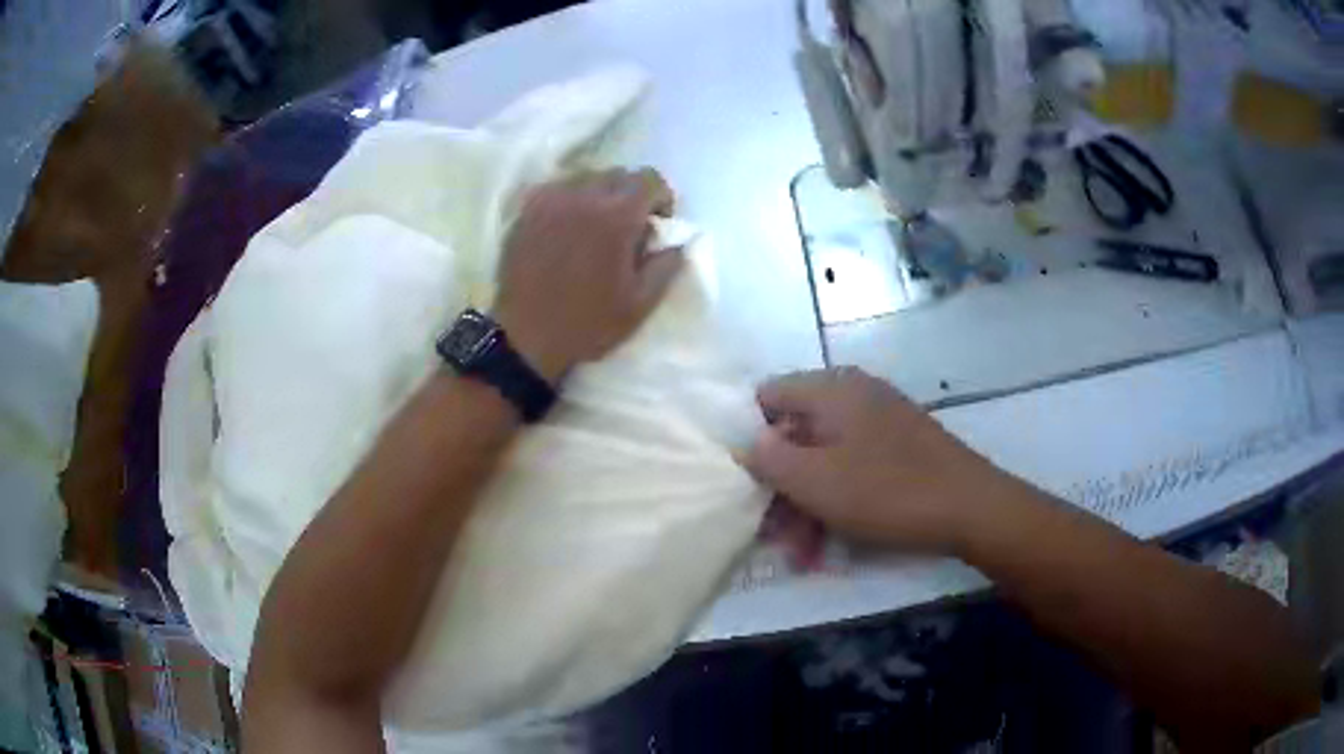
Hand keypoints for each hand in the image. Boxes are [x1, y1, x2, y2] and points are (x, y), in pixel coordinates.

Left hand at [493, 168, 684, 382]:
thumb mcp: (641, 304)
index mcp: (616, 217)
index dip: (661, 198)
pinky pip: (557, 189)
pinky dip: (570, 200)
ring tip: (595, 227)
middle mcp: (583, 196)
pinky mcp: (526, 211)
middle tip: (627, 229)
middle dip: (631, 195)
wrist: (525, 337)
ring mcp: (550, 200)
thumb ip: (667, 265)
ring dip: (600, 195)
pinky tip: (567, 228)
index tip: (657, 223)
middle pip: (618, 175)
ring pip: (586, 178)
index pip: (650, 179)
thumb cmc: (587, 323)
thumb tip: (679, 240)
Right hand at [744, 368, 1014, 552]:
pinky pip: (851, 469)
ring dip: (806, 507)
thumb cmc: (887, 491)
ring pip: (823, 460)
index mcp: (831, 390)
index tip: (743, 481)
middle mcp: (853, 396)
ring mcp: (878, 422)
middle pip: (795, 434)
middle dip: (780, 488)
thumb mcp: (814, 481)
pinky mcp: (897, 449)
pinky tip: (828, 546)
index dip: (748, 437)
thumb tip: (745, 444)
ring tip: (801, 555)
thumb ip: (768, 458)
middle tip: (771, 535)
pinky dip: (835, 503)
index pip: (767, 397)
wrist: (971, 508)